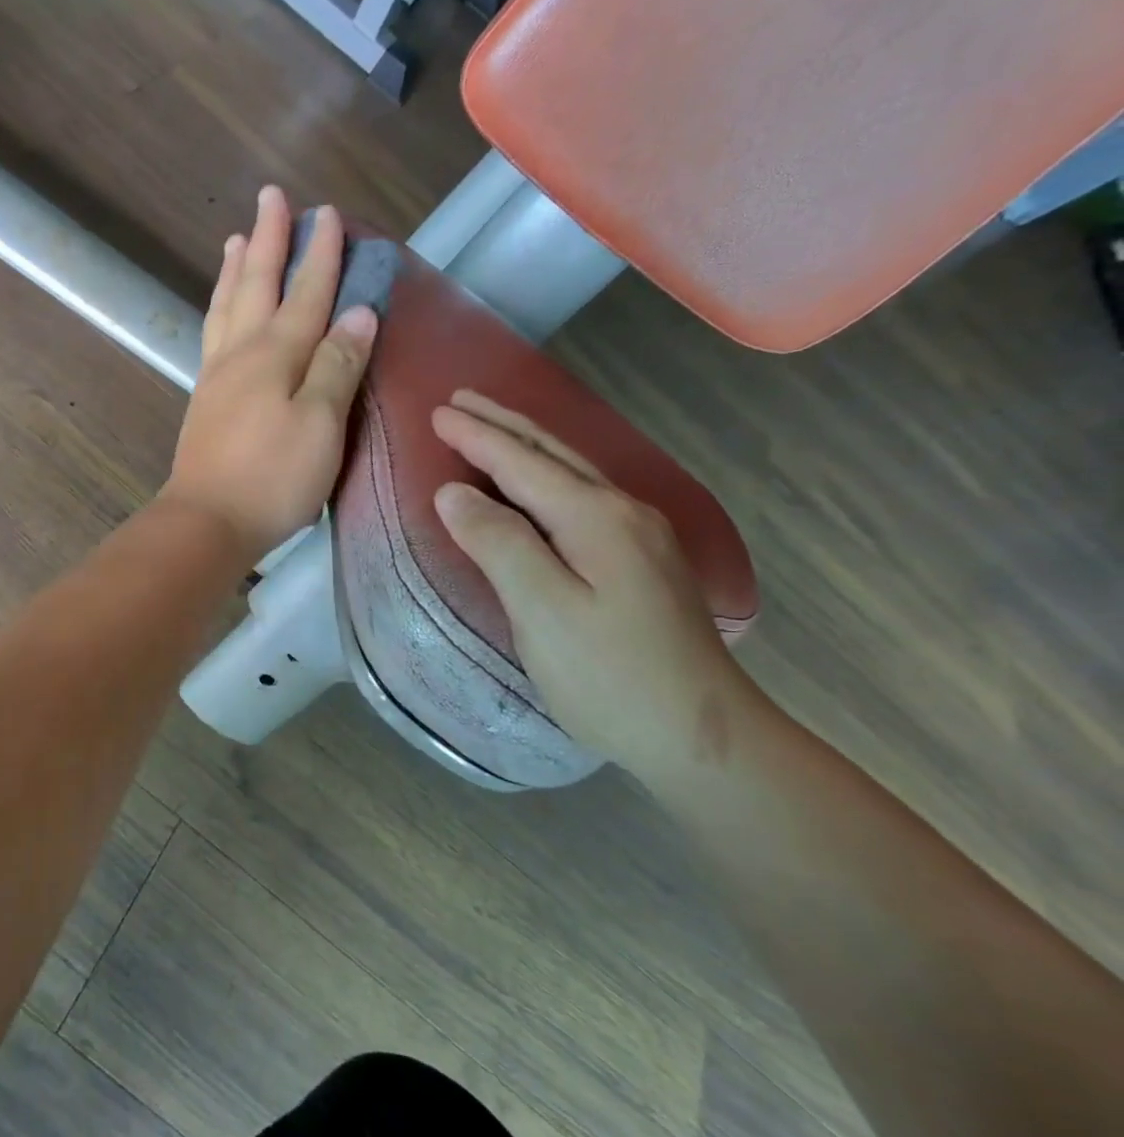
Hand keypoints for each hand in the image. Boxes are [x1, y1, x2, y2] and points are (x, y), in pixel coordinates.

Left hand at [161, 187, 377, 562]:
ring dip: (236, 269)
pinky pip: (214, 334)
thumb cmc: (272, 477)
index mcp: (276, 354)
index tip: (327, 212)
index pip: (306, 292)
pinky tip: (222, 309)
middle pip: (257, 285)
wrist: (207, 521)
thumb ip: (337, 365)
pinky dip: (220, 307)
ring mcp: (217, 376)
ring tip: (237, 239)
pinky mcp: (205, 400)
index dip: (320, 253)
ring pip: (227, 307)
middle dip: (269, 239)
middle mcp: (242, 353)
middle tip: (272, 197)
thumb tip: (359, 312)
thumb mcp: (320, 424)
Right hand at [430, 391, 771, 785]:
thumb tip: (453, 493)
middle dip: (502, 425)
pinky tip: (538, 483)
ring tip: (489, 427)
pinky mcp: (641, 561)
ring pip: (571, 473)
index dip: (476, 437)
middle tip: (459, 401)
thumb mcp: (541, 610)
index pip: (522, 463)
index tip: (435, 412)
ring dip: (525, 445)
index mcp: (595, 518)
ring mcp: (639, 536)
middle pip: (552, 455)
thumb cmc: (608, 675)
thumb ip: (497, 543)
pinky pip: (581, 497)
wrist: (701, 736)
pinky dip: (545, 476)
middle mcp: (623, 513)